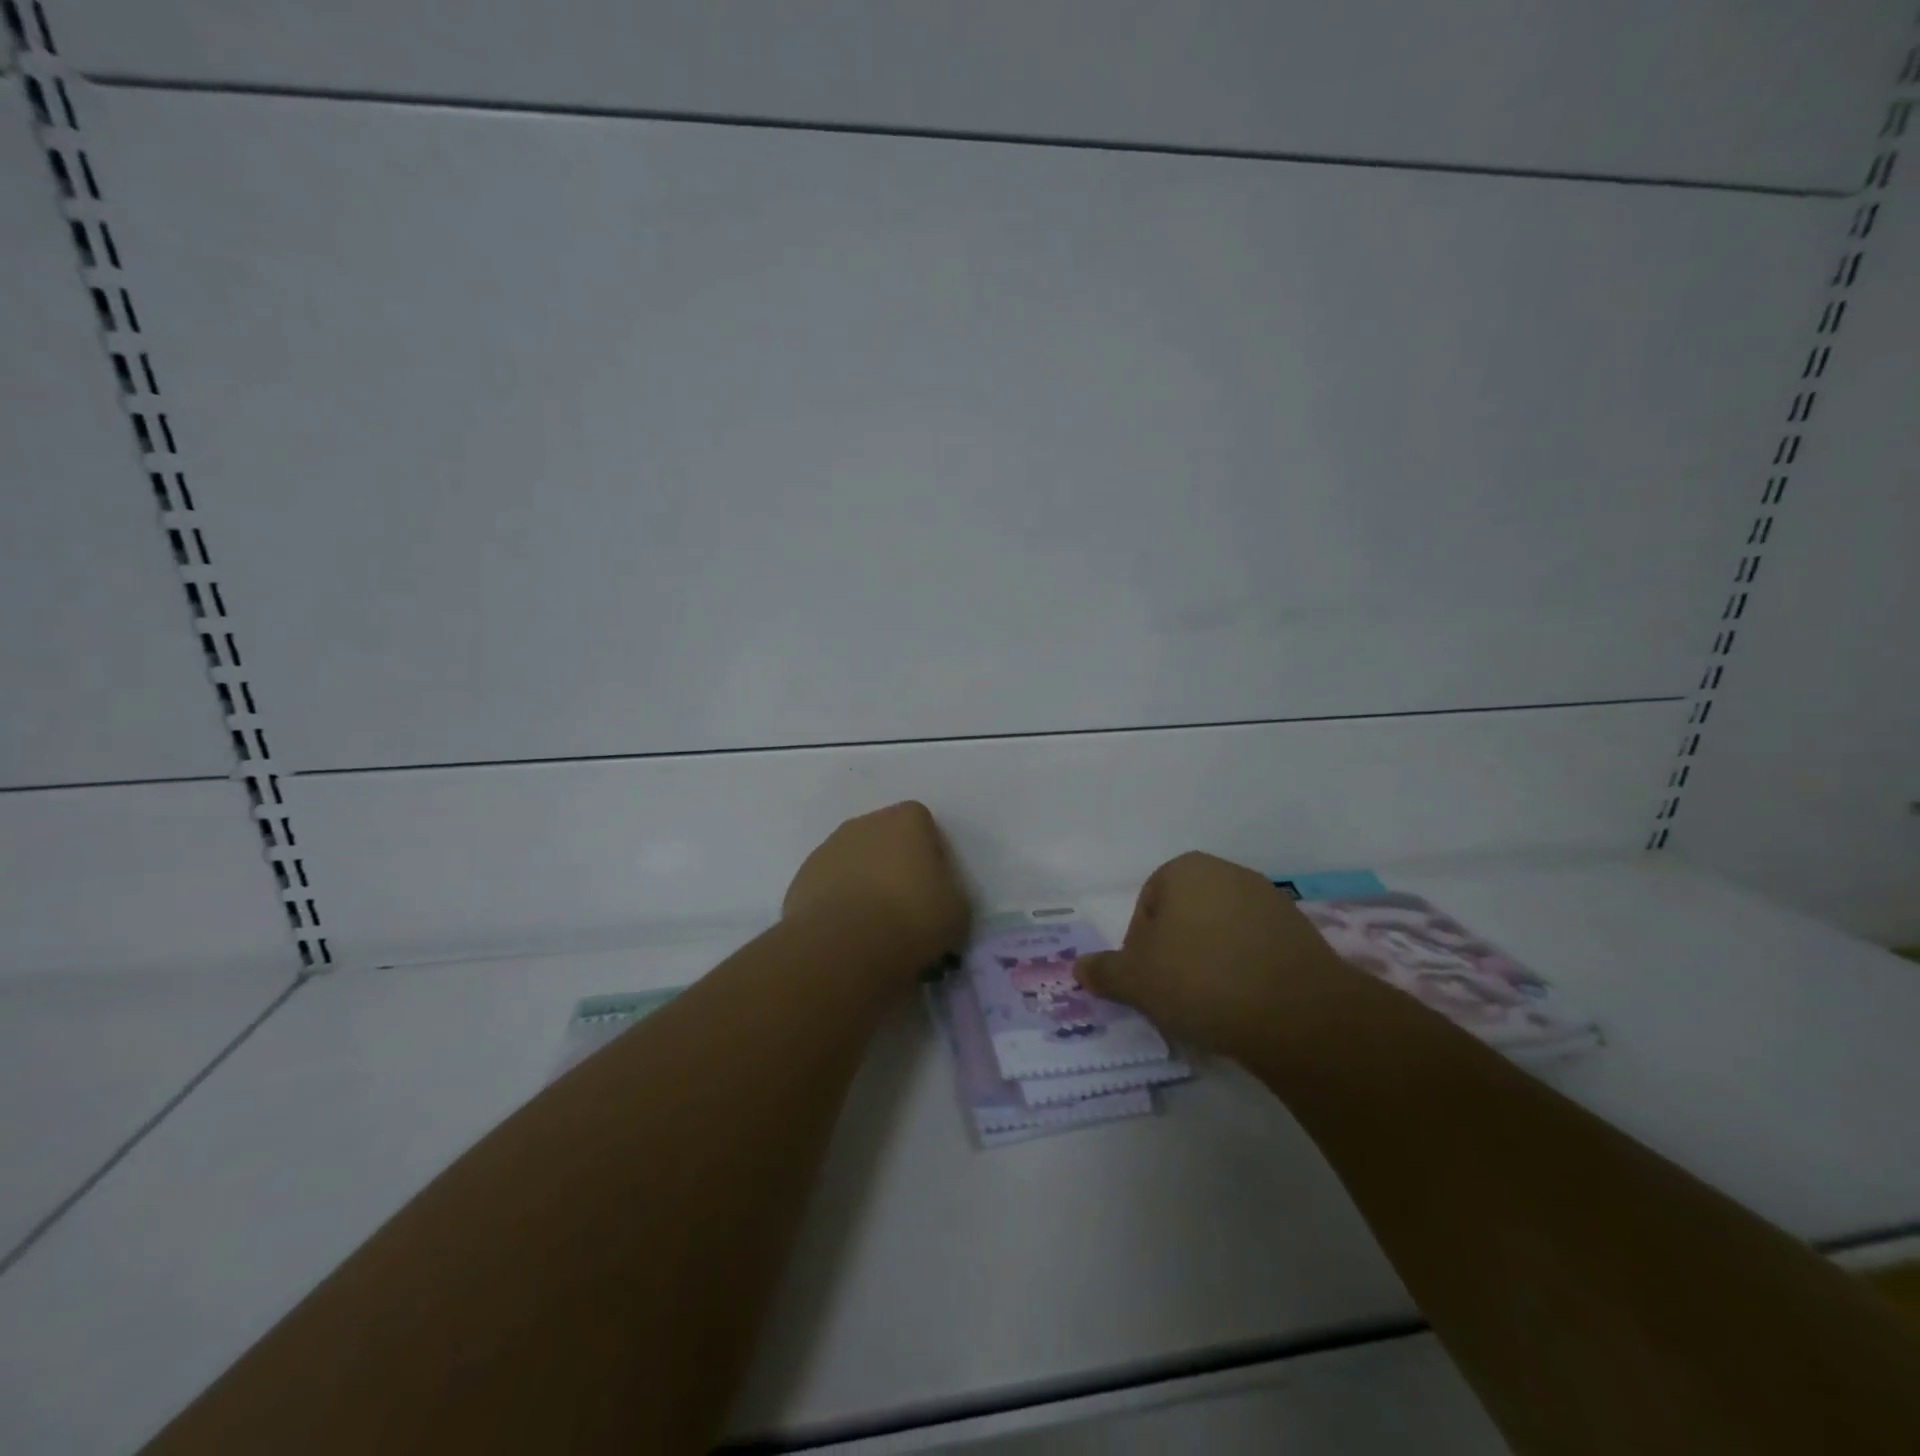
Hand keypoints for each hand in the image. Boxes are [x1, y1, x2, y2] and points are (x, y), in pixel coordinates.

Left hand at [783, 802, 970, 966]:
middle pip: (886, 840)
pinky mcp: (802, 879)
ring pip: (854, 862)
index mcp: (906, 819)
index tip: (934, 889)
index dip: (931, 856)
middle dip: (894, 866)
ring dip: (864, 884)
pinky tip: (847, 935)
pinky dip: (838, 904)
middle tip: (905, 909)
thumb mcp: (957, 911)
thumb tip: (936, 900)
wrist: (843, 948)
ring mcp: (827, 849)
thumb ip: (949, 893)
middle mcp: (864, 823)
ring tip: (874, 928)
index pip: (924, 826)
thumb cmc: (912, 919)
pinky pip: (829, 887)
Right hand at [1076, 851, 1360, 1057]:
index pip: (1147, 905)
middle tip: (1173, 994)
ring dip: (1210, 962)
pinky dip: (1245, 971)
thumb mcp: (1136, 980)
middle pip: (1185, 915)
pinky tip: (1245, 1004)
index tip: (1148, 981)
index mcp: (1185, 870)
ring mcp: (1270, 900)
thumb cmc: (1200, 980)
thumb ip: (1105, 971)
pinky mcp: (1301, 933)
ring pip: (1221, 933)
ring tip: (1210, 1004)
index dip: (1140, 946)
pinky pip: (1256, 950)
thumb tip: (1079, 968)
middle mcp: (1228, 873)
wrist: (1296, 1013)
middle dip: (1175, 952)